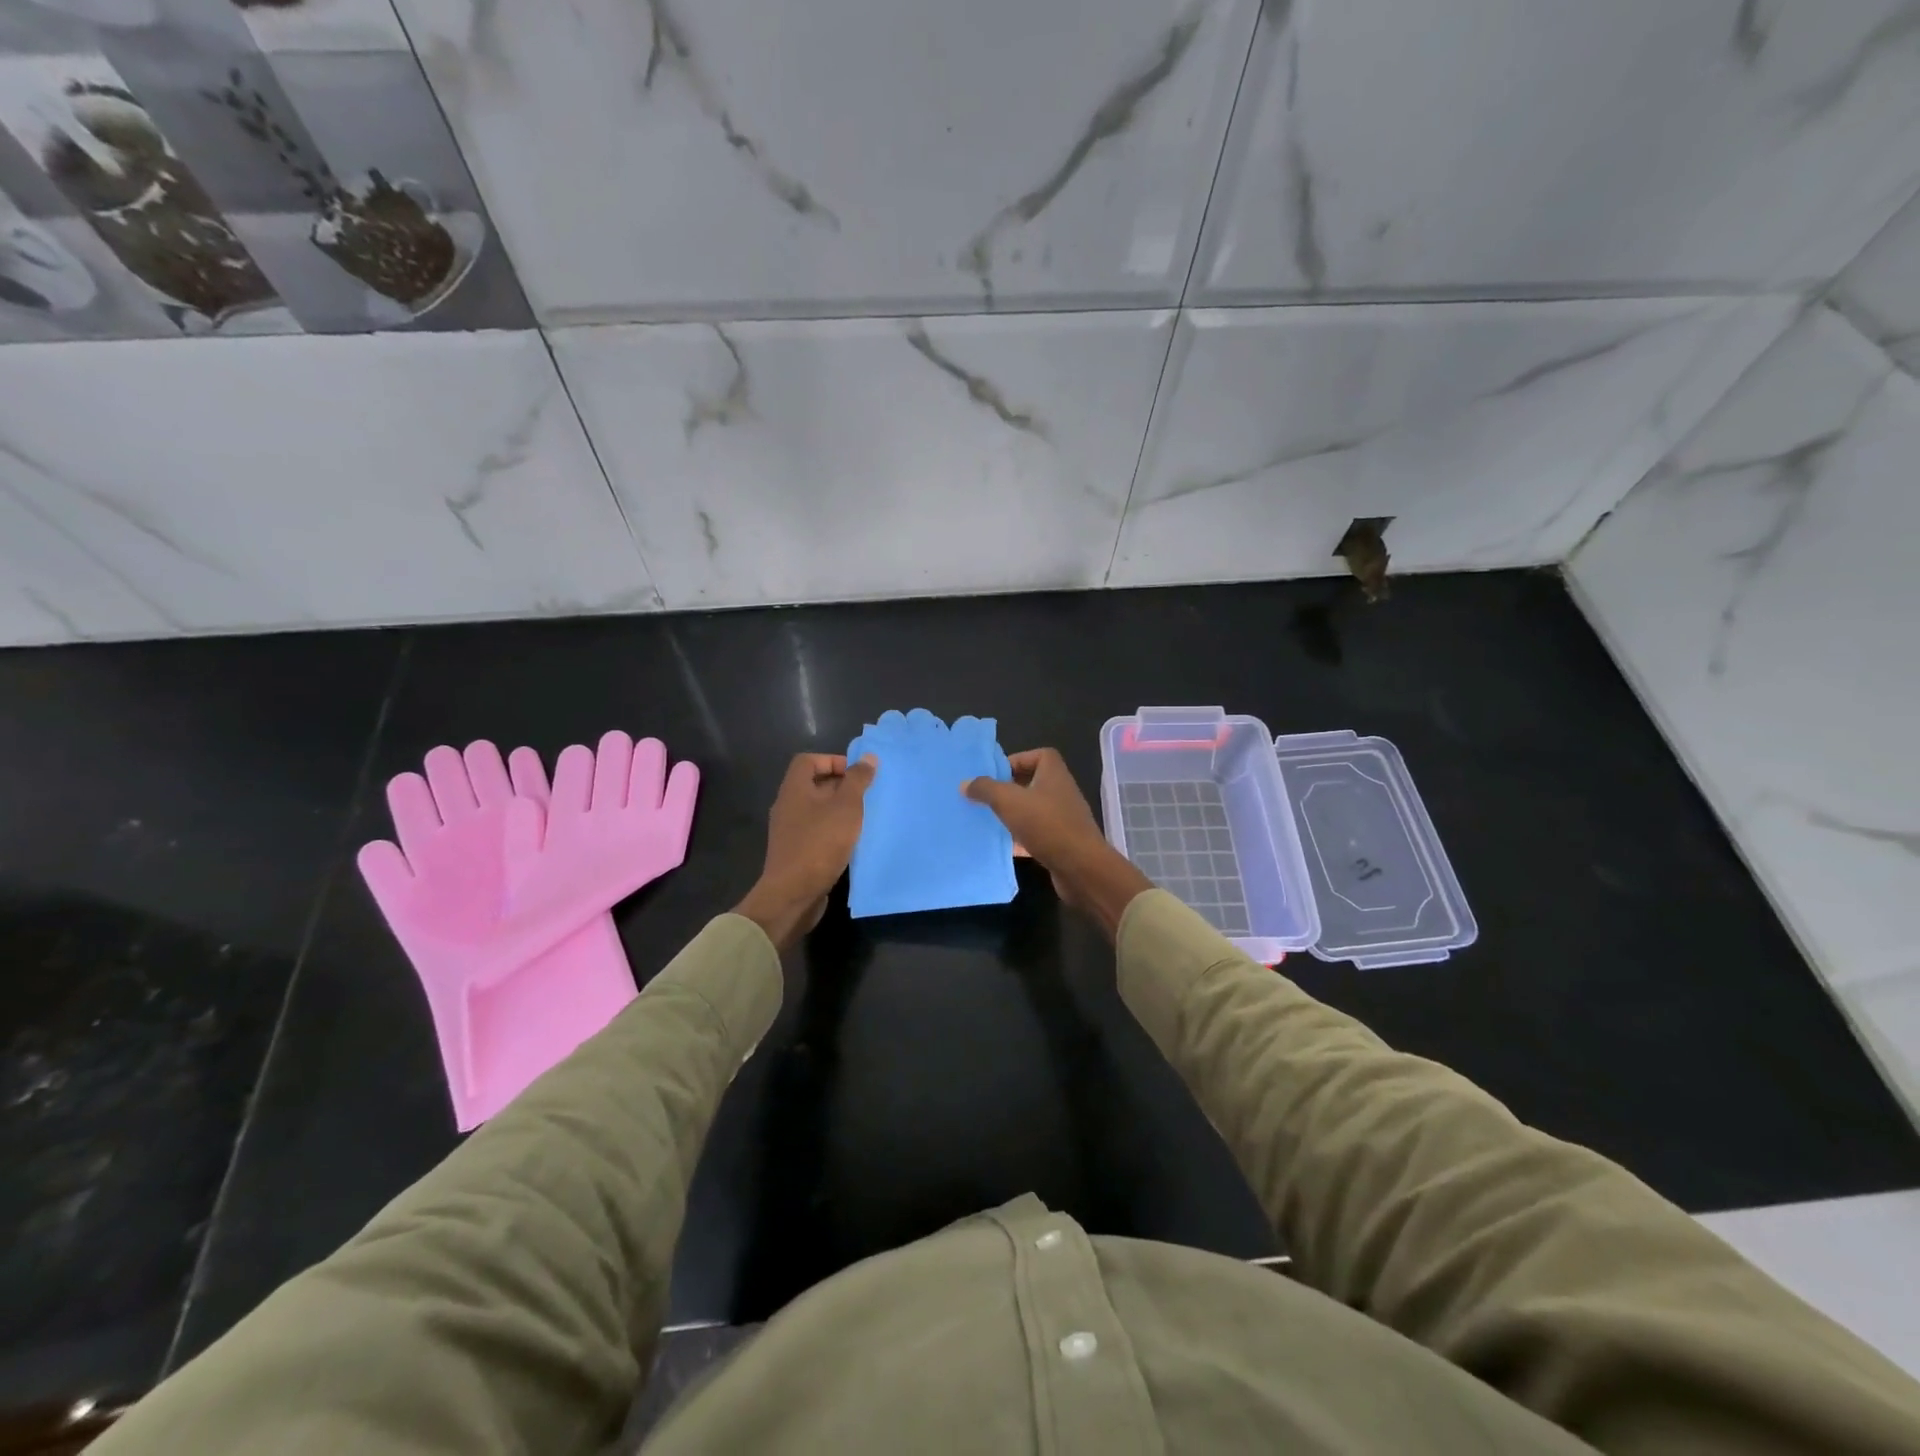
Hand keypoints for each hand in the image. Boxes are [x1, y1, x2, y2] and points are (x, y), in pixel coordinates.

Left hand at [735, 753, 877, 950]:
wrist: (793, 895)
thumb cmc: (819, 844)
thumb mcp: (846, 807)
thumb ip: (857, 781)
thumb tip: (868, 757)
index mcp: (794, 789)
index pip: (808, 760)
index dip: (833, 761)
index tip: (857, 775)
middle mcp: (788, 806)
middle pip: (814, 784)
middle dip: (842, 786)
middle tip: (867, 795)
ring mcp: (790, 830)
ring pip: (818, 810)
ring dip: (840, 811)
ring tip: (864, 818)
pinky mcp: (796, 852)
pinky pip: (817, 831)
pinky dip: (834, 831)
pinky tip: (852, 842)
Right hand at [965, 748, 1151, 937]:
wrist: (1080, 868)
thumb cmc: (1046, 825)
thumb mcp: (1009, 801)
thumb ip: (986, 789)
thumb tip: (965, 783)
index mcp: (1054, 773)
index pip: (1037, 755)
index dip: (1016, 760)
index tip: (994, 774)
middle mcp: (1061, 791)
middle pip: (1033, 782)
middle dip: (1008, 789)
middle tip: (985, 797)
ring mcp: (1063, 818)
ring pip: (1033, 810)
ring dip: (1013, 814)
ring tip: (987, 820)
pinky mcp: (1061, 842)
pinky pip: (1036, 834)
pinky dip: (1020, 838)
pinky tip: (1001, 846)